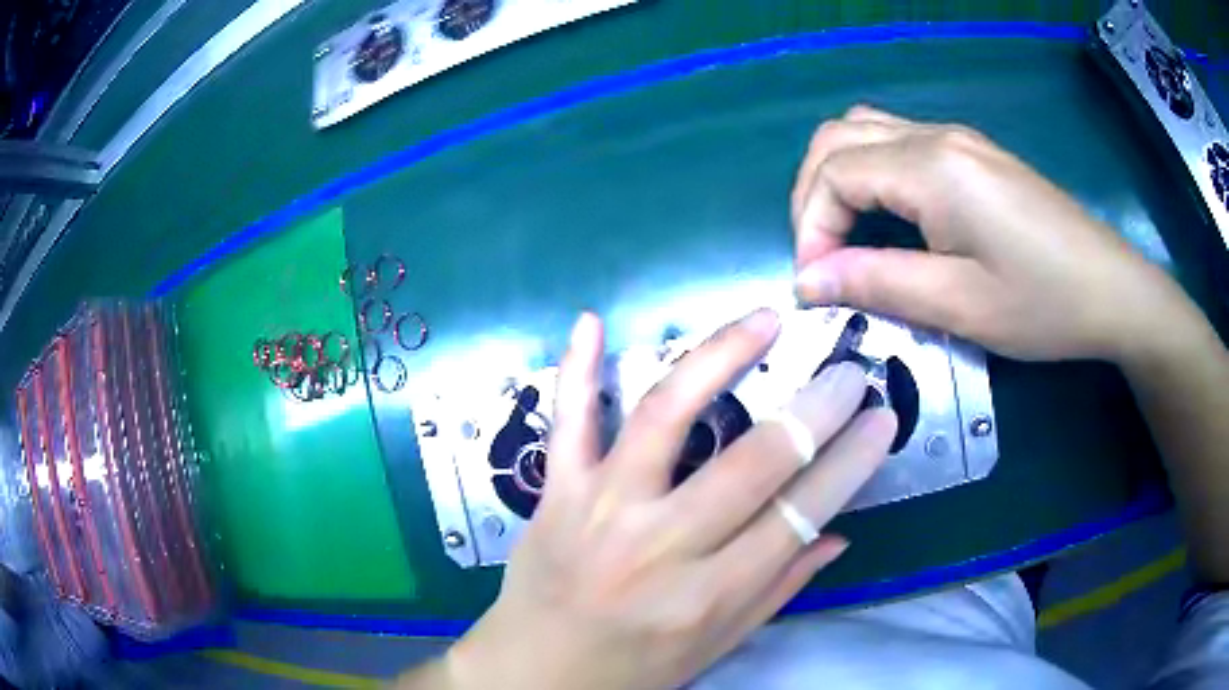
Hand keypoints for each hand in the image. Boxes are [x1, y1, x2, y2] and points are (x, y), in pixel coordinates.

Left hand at [436, 311, 895, 689]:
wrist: (533, 673)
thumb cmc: (632, 669)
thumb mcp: (716, 646)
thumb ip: (778, 589)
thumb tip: (838, 534)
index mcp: (707, 595)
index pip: (798, 515)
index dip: (850, 463)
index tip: (882, 419)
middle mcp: (658, 546)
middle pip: (751, 462)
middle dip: (813, 410)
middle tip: (848, 371)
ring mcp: (599, 509)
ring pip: (665, 416)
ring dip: (720, 358)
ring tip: (763, 320)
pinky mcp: (555, 492)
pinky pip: (567, 423)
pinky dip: (577, 370)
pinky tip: (592, 321)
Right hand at [790, 105, 1193, 362]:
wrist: (1112, 289)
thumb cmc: (1043, 303)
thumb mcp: (959, 304)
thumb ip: (878, 282)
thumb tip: (809, 280)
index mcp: (931, 167)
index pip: (834, 172)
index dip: (810, 227)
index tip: (817, 285)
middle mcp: (935, 135)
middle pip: (838, 135)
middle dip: (813, 194)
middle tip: (822, 257)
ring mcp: (957, 139)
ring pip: (866, 129)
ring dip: (839, 176)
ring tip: (846, 234)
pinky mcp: (973, 153)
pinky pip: (899, 142)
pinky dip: (873, 173)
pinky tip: (890, 217)